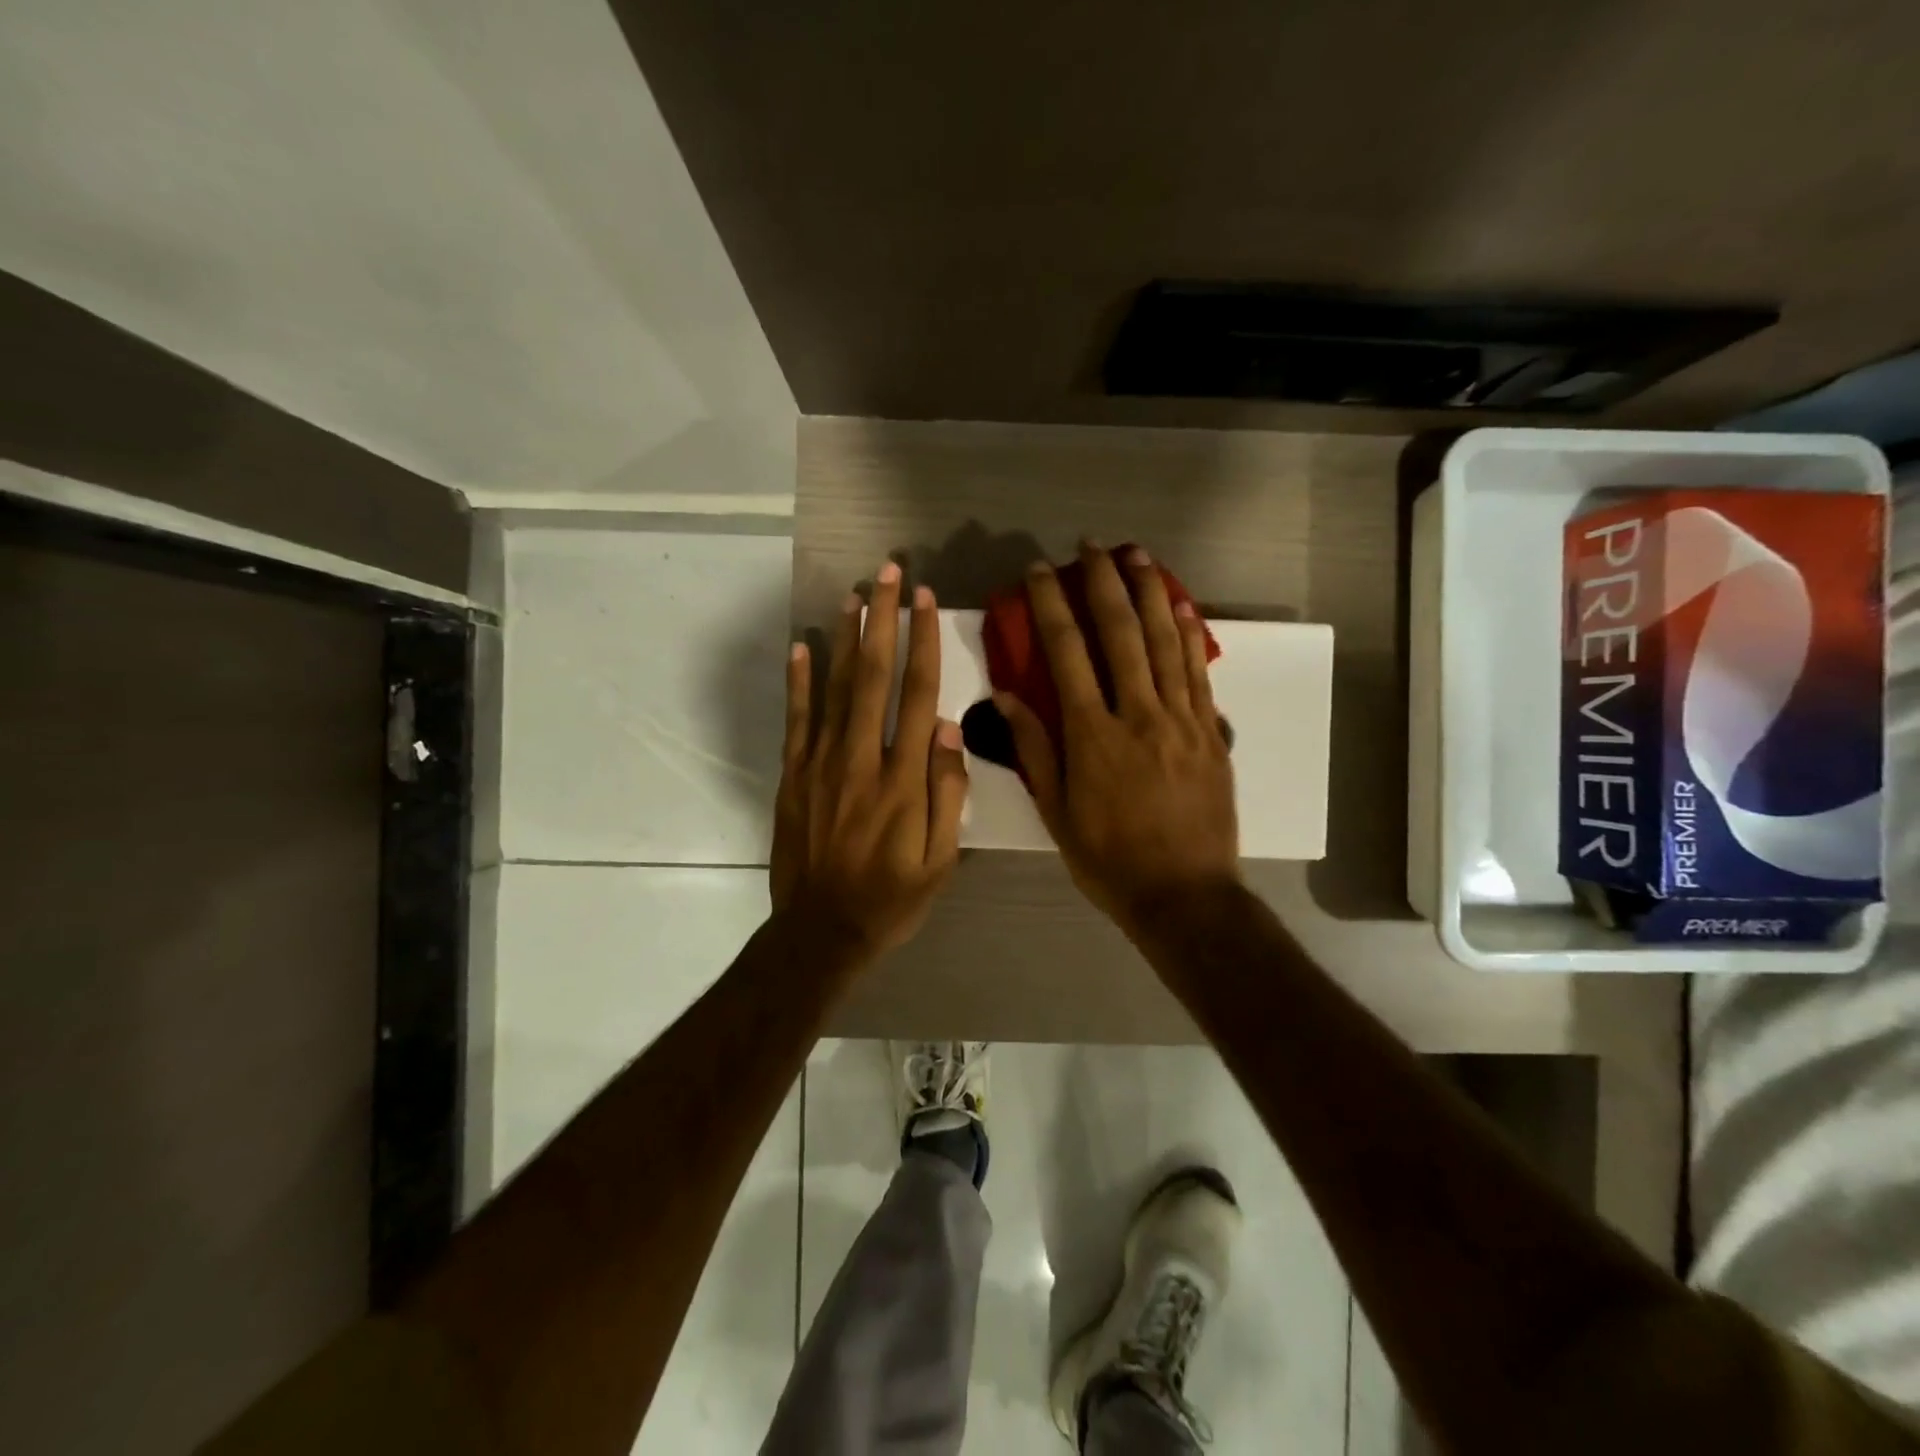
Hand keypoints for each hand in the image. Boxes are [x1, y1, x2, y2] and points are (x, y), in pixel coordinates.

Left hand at [771, 563, 968, 961]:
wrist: (822, 931)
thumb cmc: (892, 897)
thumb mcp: (941, 859)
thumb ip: (949, 792)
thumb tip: (950, 728)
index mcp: (905, 778)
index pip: (918, 694)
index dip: (923, 643)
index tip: (924, 601)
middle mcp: (862, 758)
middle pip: (874, 676)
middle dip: (882, 620)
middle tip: (888, 573)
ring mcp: (822, 765)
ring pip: (834, 687)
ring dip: (844, 637)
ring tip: (853, 594)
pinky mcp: (794, 776)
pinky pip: (797, 719)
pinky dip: (799, 681)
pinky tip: (802, 646)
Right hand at [996, 544, 1239, 932]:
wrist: (1183, 895)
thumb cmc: (1108, 859)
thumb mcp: (1055, 812)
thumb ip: (1034, 749)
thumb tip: (1006, 695)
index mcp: (1092, 736)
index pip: (1066, 654)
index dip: (1050, 606)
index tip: (1038, 572)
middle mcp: (1137, 715)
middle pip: (1119, 633)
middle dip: (1102, 582)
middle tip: (1089, 545)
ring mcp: (1181, 720)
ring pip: (1163, 642)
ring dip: (1149, 592)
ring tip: (1136, 554)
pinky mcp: (1210, 732)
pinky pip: (1198, 672)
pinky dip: (1188, 634)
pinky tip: (1179, 605)